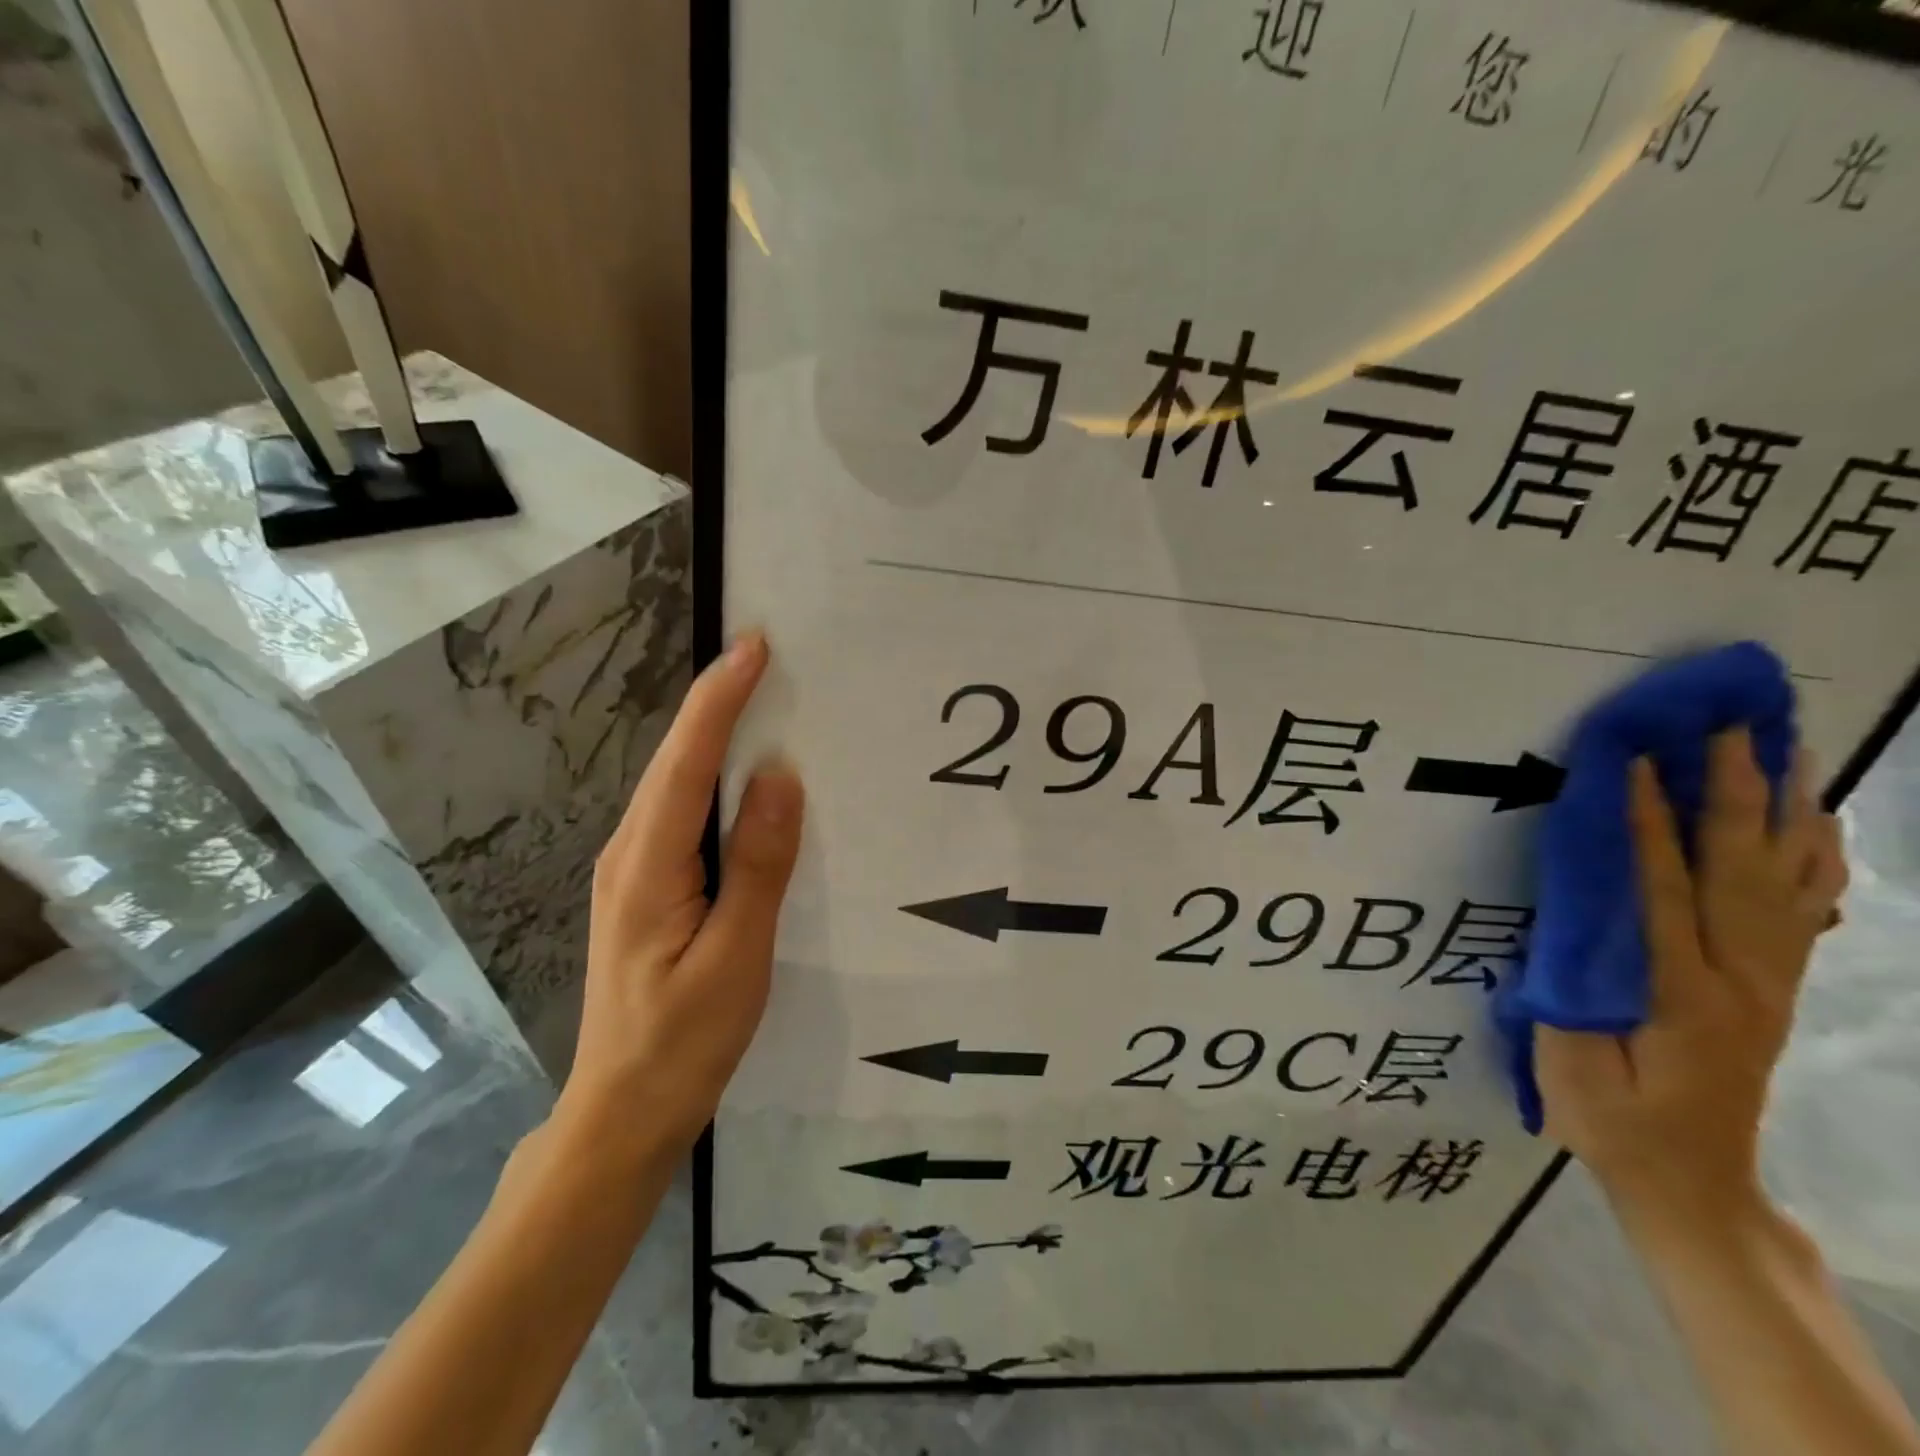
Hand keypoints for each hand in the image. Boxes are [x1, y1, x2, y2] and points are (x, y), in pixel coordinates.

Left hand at [556, 633, 802, 1157]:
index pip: (686, 762)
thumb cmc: (684, 1040)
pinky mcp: (646, 886)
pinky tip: (744, 778)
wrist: (625, 1110)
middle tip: (770, 659)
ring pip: (675, 785)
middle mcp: (629, 853)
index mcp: (648, 865)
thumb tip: (779, 776)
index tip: (755, 646)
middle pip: (674, 761)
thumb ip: (757, 865)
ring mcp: (632, 870)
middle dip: (718, 703)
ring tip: (765, 701)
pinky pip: (682, 814)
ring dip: (715, 736)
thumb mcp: (736, 957)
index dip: (720, 699)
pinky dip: (712, 779)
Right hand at [1536, 728, 1845, 1231]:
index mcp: (1680, 993)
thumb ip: (1572, 984)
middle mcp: (1740, 978)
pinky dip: (1815, 861)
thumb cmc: (1611, 1120)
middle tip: (1731, 730)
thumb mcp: (1571, 1062)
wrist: (1690, 1181)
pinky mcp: (1773, 989)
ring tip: (1787, 752)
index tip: (1639, 762)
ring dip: (1785, 813)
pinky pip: (1806, 914)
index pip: (1663, 889)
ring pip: (1786, 883)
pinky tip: (1816, 825)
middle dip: (1734, 795)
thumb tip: (1569, 910)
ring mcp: (1769, 983)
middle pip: (1740, 872)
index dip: (1649, 823)